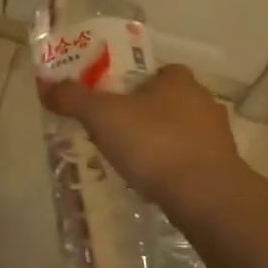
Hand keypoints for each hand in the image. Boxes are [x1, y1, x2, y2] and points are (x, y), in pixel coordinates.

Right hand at [37, 64, 241, 210]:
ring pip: (176, 130)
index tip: (107, 101)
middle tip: (111, 131)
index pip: (151, 71)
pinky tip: (151, 180)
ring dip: (155, 141)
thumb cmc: (154, 144)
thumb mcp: (102, 116)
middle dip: (139, 113)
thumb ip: (72, 98)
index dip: (127, 83)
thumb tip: (46, 86)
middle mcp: (202, 100)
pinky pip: (186, 158)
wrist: (206, 197)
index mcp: (178, 79)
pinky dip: (169, 165)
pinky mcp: (221, 167)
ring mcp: (216, 135)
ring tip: (128, 160)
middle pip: (162, 100)